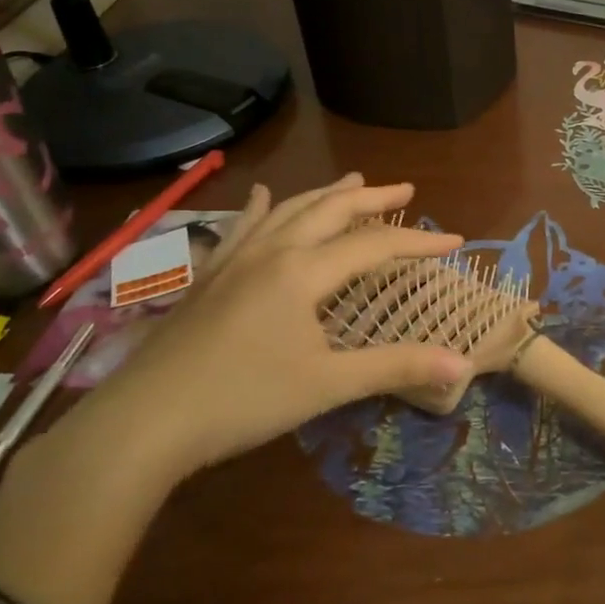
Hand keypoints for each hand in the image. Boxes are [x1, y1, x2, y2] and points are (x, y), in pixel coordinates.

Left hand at [0, 174, 471, 603]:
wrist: (143, 422)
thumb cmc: (242, 400)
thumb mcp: (327, 384)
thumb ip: (395, 367)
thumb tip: (461, 364)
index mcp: (303, 271)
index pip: (375, 244)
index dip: (419, 241)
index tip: (455, 240)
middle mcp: (272, 252)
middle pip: (330, 210)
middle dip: (372, 197)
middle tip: (405, 188)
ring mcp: (234, 260)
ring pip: (288, 210)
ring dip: (325, 194)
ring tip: (352, 181)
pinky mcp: (207, 278)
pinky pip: (239, 229)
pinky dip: (258, 208)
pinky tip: (260, 194)